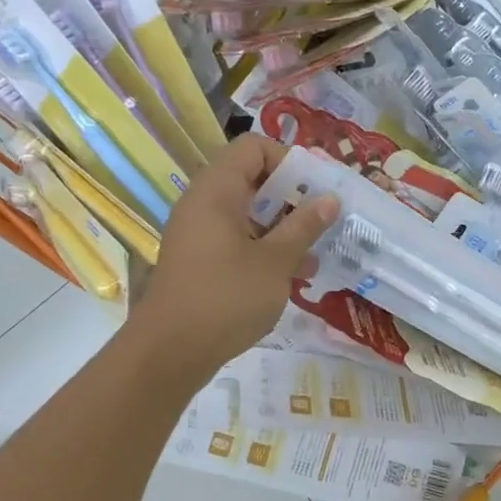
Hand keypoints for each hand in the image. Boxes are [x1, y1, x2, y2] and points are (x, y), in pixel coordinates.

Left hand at [126, 135, 336, 383]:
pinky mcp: (201, 260)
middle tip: (324, 221)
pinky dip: (265, 249)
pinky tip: (292, 276)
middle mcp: (204, 203)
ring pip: (249, 214)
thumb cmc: (226, 298)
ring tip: (314, 256)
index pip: (254, 148)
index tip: (318, 189)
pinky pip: (238, 240)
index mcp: (217, 191)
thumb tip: (329, 199)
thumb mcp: (275, 261)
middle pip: (254, 180)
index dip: (289, 160)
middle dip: (293, 198)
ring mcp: (200, 233)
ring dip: (283, 229)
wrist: (170, 352)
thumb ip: (304, 226)